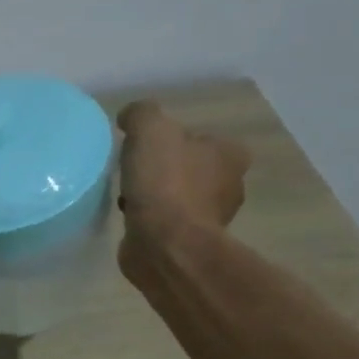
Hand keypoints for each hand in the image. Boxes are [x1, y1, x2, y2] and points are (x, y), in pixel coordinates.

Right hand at [115, 100, 250, 276]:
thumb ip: (141, 114)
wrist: (164, 244)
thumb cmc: (165, 183)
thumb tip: (130, 116)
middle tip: (134, 170)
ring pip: (178, 196)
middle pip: (190, 168)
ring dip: (156, 196)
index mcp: (230, 154)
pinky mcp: (189, 243)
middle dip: (164, 169)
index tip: (145, 147)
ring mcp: (211, 218)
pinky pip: (167, 222)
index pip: (200, 138)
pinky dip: (151, 218)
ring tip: (128, 195)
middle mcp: (230, 185)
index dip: (172, 140)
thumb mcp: (149, 130)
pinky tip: (132, 218)